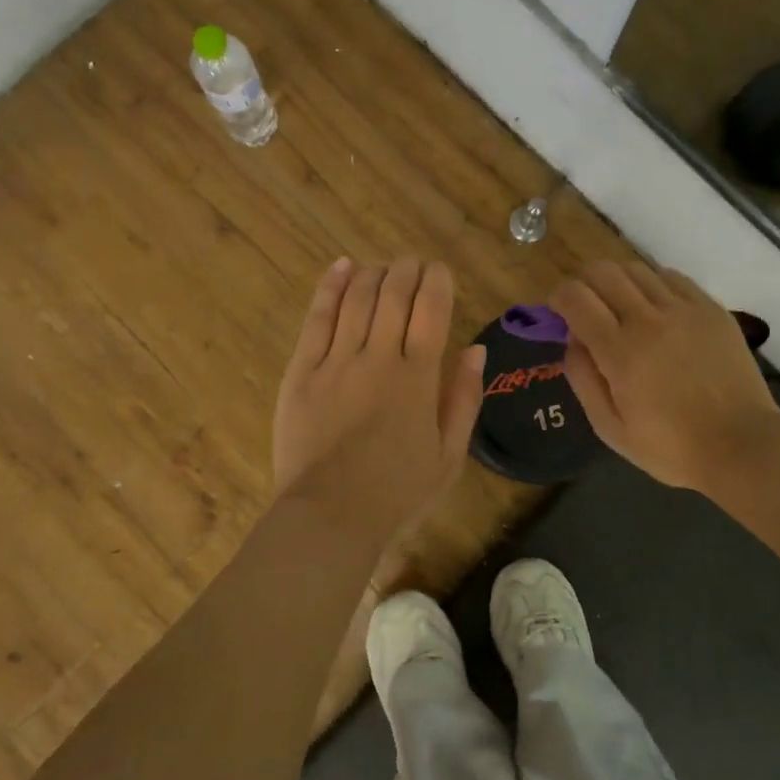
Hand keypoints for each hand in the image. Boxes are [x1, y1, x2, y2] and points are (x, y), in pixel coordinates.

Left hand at [273, 258, 484, 538]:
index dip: (437, 283)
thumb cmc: (397, 492)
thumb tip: (476, 350)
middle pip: (394, 297)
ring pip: (357, 299)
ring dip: (373, 274)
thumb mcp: (449, 456)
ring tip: (382, 267)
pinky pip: (318, 319)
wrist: (330, 515)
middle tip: (411, 264)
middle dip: (406, 271)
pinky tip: (342, 267)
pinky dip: (330, 288)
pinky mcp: (302, 371)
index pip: (431, 312)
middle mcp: (379, 358)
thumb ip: (464, 399)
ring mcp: (336, 362)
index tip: (439, 271)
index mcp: (419, 379)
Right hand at [550, 261, 779, 492]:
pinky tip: (656, 309)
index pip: (575, 297)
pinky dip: (653, 284)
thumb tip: (572, 339)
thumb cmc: (670, 447)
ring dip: (618, 282)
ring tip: (622, 308)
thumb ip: (582, 378)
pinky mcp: (711, 309)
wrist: (741, 445)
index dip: (558, 297)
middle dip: (584, 282)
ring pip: (637, 269)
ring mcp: (684, 309)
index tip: (559, 312)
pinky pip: (672, 277)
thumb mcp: (609, 428)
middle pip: (603, 271)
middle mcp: (649, 319)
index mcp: (620, 350)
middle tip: (586, 307)